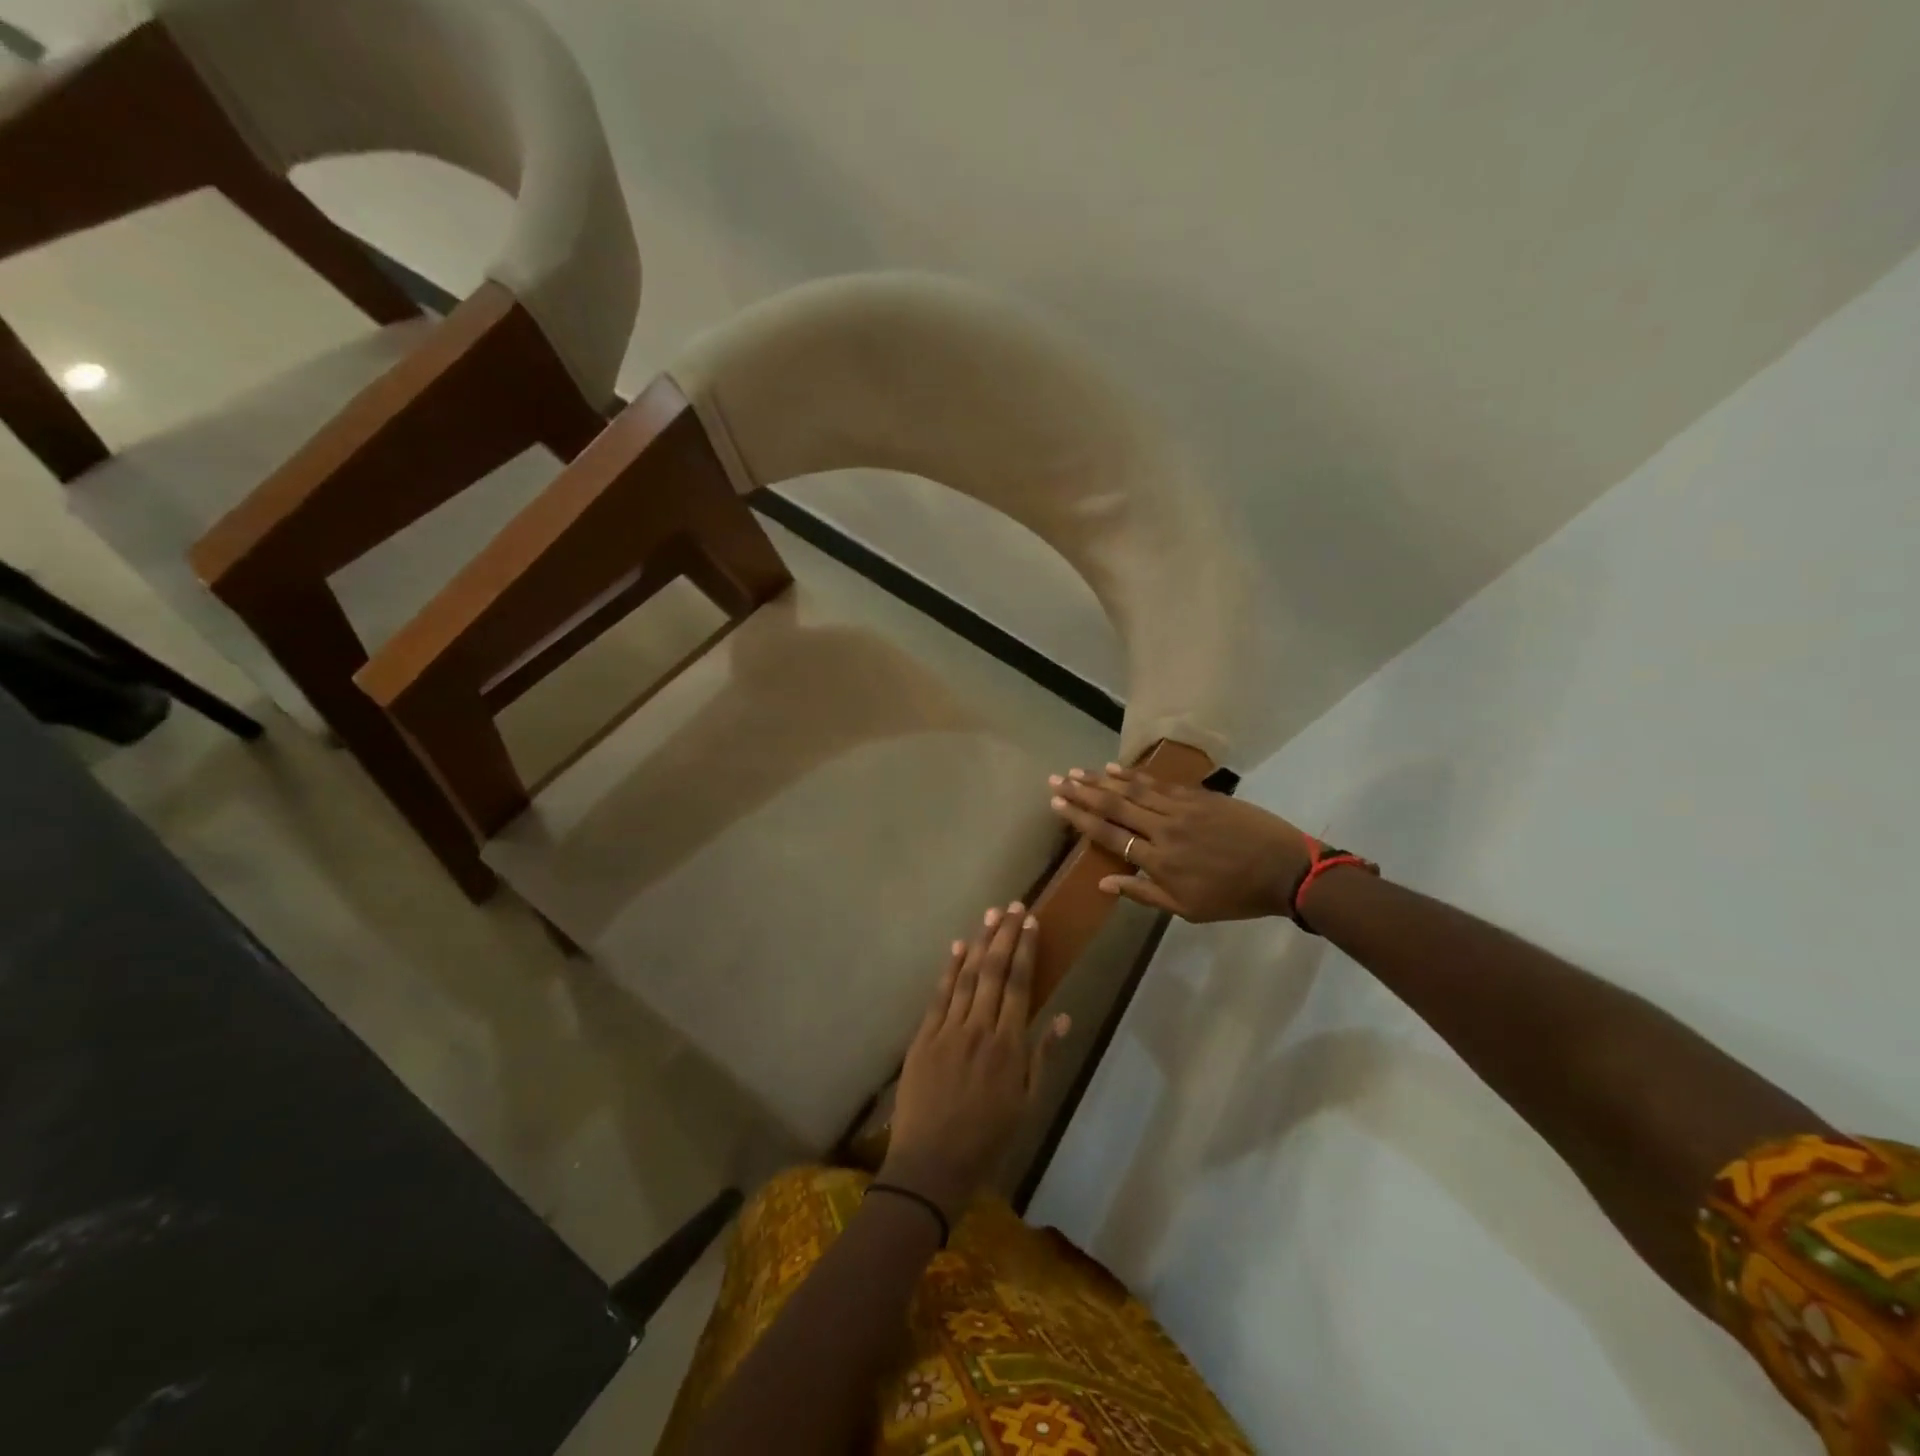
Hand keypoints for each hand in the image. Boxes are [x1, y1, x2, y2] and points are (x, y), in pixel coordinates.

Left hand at [882, 903, 1071, 1218]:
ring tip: (991, 915)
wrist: (932, 1164)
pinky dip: (949, 969)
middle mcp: (980, 1028)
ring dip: (980, 943)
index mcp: (1009, 1045)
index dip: (1026, 950)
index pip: (1020, 984)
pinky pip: (939, 995)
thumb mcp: (1027, 1103)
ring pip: (967, 976)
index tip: (1031, 923)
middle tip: (1013, 906)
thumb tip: (1061, 1016)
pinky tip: (958, 946)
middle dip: (1005, 936)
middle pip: (994, 971)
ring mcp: (948, 1030)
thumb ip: (1043, 1056)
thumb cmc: (987, 1138)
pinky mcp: (923, 1037)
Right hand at [1048, 764, 1312, 921]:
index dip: (1080, 818)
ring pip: (1133, 789)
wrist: (1284, 869)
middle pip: (1114, 806)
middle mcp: (1163, 829)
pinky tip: (1115, 768)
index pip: (1109, 835)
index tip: (1057, 804)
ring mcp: (1181, 808)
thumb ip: (1143, 894)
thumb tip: (1103, 883)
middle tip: (1056, 779)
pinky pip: (1159, 782)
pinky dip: (1134, 774)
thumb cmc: (1234, 896)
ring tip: (1077, 771)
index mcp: (1158, 861)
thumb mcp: (1187, 909)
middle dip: (1081, 792)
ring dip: (1101, 779)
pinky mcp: (1198, 796)